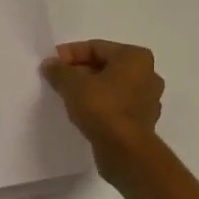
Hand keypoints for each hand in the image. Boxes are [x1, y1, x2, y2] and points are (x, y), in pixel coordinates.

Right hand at [40, 40, 163, 180]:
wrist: (124, 151)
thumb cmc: (102, 108)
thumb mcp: (72, 84)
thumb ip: (59, 70)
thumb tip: (50, 64)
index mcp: (135, 57)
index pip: (96, 47)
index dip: (70, 54)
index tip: (51, 64)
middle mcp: (148, 74)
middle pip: (105, 66)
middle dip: (80, 72)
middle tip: (57, 80)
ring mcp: (148, 99)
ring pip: (112, 87)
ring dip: (90, 89)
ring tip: (67, 97)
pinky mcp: (143, 121)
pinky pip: (117, 106)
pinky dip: (101, 106)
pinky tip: (83, 113)